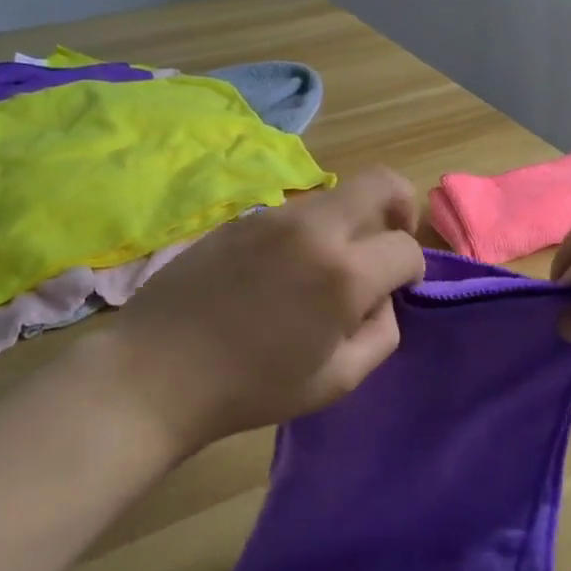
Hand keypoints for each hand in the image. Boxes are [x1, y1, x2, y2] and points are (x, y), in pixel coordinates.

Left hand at [91, 168, 426, 453]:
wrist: (157, 372)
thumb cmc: (252, 387)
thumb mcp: (337, 381)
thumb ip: (380, 334)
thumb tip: (381, 299)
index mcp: (344, 273)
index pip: (405, 248)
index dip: (413, 270)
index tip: (400, 289)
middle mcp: (315, 228)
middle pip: (381, 182)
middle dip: (400, 206)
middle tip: (389, 240)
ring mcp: (275, 216)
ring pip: (337, 196)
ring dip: (350, 221)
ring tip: (327, 268)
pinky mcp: (243, 217)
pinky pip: (296, 212)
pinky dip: (310, 231)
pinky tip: (283, 272)